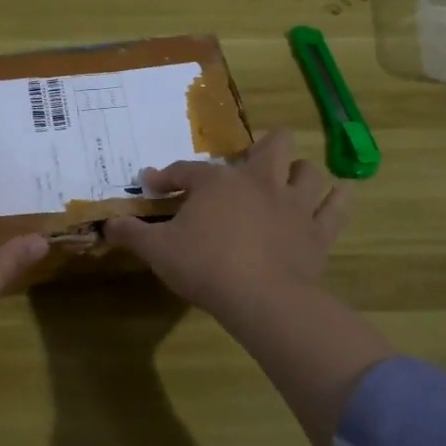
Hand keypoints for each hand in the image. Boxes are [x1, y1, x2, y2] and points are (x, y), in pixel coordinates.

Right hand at [104, 130, 350, 318]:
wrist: (262, 299)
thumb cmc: (205, 267)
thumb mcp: (158, 251)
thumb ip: (132, 235)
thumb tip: (107, 225)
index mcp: (218, 183)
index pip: (187, 170)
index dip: (167, 175)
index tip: (153, 182)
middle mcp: (260, 182)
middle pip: (272, 145)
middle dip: (263, 145)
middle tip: (250, 161)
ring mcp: (294, 205)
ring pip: (308, 171)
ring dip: (300, 172)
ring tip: (290, 179)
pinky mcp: (319, 232)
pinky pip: (337, 206)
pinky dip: (338, 199)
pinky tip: (337, 195)